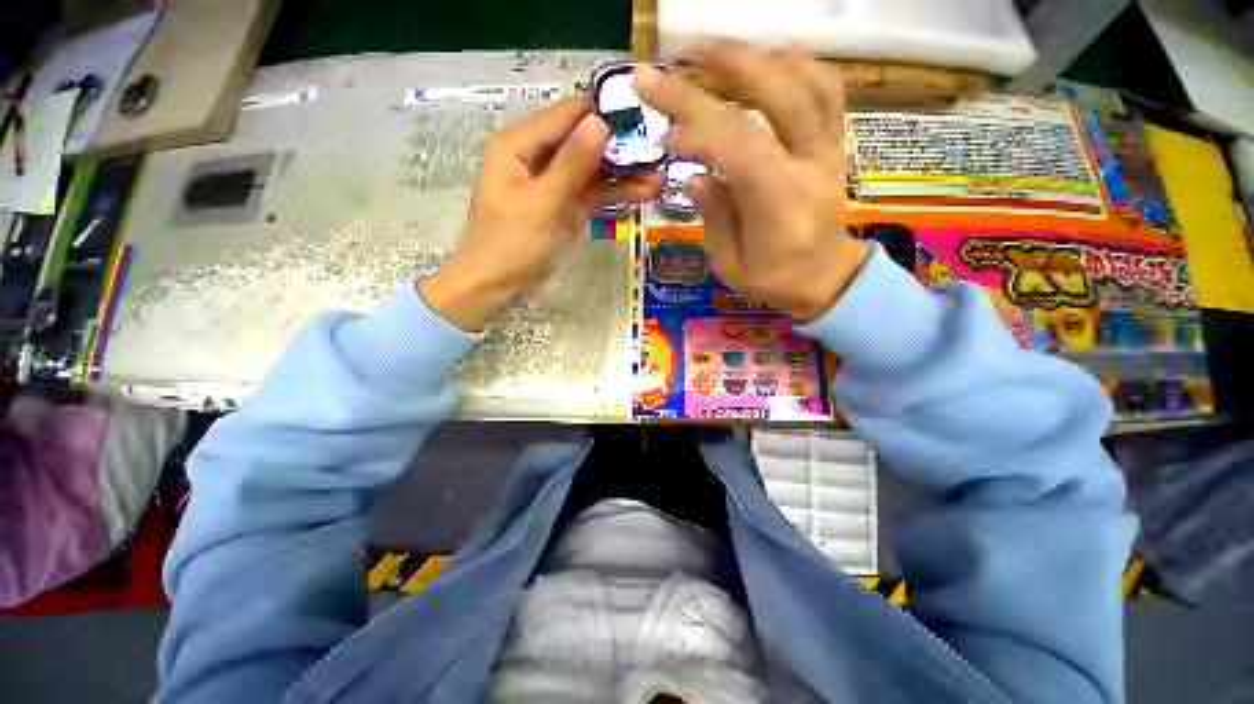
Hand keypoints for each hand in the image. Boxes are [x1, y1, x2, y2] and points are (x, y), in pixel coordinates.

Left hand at [421, 97, 660, 330]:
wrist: (496, 285)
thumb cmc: (511, 244)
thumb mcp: (542, 203)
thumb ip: (572, 164)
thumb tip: (601, 122)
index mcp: (520, 144)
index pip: (567, 115)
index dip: (604, 111)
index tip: (644, 114)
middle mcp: (537, 155)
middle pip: (584, 140)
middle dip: (620, 145)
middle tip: (661, 147)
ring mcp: (554, 181)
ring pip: (593, 168)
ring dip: (623, 172)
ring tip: (660, 174)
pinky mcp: (565, 204)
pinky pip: (592, 192)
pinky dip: (615, 193)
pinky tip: (643, 192)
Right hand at [635, 40, 869, 320]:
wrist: (826, 279)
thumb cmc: (773, 279)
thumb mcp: (730, 264)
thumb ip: (714, 217)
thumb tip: (697, 176)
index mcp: (778, 201)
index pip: (737, 145)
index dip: (697, 129)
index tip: (663, 133)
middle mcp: (807, 164)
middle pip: (775, 97)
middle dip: (727, 67)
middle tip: (683, 52)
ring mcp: (826, 149)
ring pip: (807, 84)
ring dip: (761, 58)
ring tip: (719, 51)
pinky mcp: (833, 145)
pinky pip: (828, 92)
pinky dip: (800, 66)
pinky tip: (772, 60)